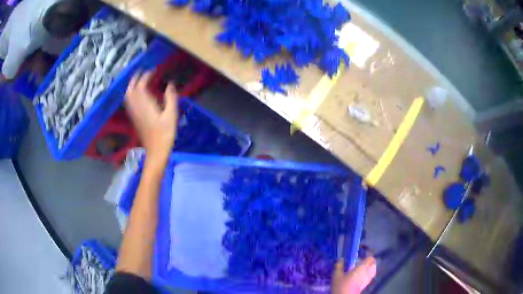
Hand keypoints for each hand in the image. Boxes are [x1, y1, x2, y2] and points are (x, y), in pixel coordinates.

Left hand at [125, 72, 177, 166]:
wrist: (156, 151)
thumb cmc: (165, 134)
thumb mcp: (171, 115)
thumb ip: (170, 98)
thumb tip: (170, 84)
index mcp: (145, 105)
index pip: (141, 86)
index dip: (146, 76)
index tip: (153, 70)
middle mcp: (137, 108)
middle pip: (131, 90)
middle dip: (135, 79)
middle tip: (142, 72)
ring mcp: (134, 114)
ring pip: (128, 96)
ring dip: (132, 86)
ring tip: (139, 80)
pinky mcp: (134, 118)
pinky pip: (129, 103)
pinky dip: (131, 95)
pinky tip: (137, 94)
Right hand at [332, 257, 376, 293]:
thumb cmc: (341, 285)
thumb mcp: (337, 275)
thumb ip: (339, 266)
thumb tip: (340, 259)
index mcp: (361, 268)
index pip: (370, 258)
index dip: (369, 254)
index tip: (365, 251)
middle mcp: (367, 272)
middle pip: (374, 263)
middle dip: (371, 260)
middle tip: (365, 258)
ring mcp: (367, 279)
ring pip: (373, 270)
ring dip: (371, 266)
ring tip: (365, 266)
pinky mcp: (365, 285)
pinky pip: (370, 276)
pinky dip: (369, 273)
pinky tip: (363, 274)